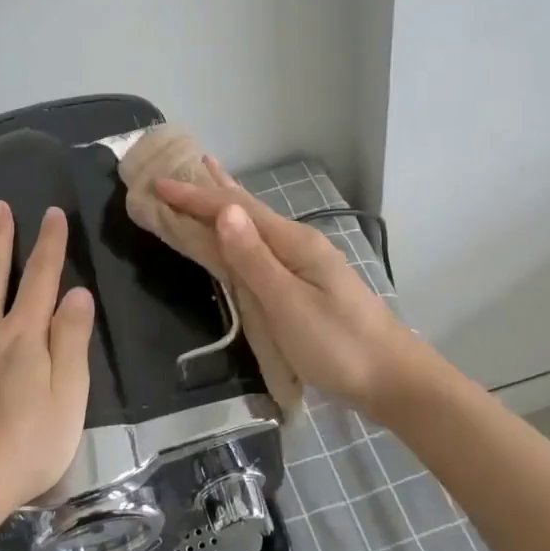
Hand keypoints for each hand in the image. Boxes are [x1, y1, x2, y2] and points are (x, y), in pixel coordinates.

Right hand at [153, 163, 420, 416]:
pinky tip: (240, 233)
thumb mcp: (289, 304)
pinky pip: (262, 245)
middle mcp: (298, 244)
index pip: (235, 210)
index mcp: (293, 243)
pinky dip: (240, 231)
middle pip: (246, 209)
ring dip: (225, 205)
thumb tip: (225, 211)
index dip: (194, 197)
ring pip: (255, 225)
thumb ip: (254, 259)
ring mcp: (305, 262)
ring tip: (206, 182)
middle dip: (209, 191)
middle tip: (176, 172)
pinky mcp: (306, 282)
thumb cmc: (337, 345)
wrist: (392, 378)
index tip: (157, 184)